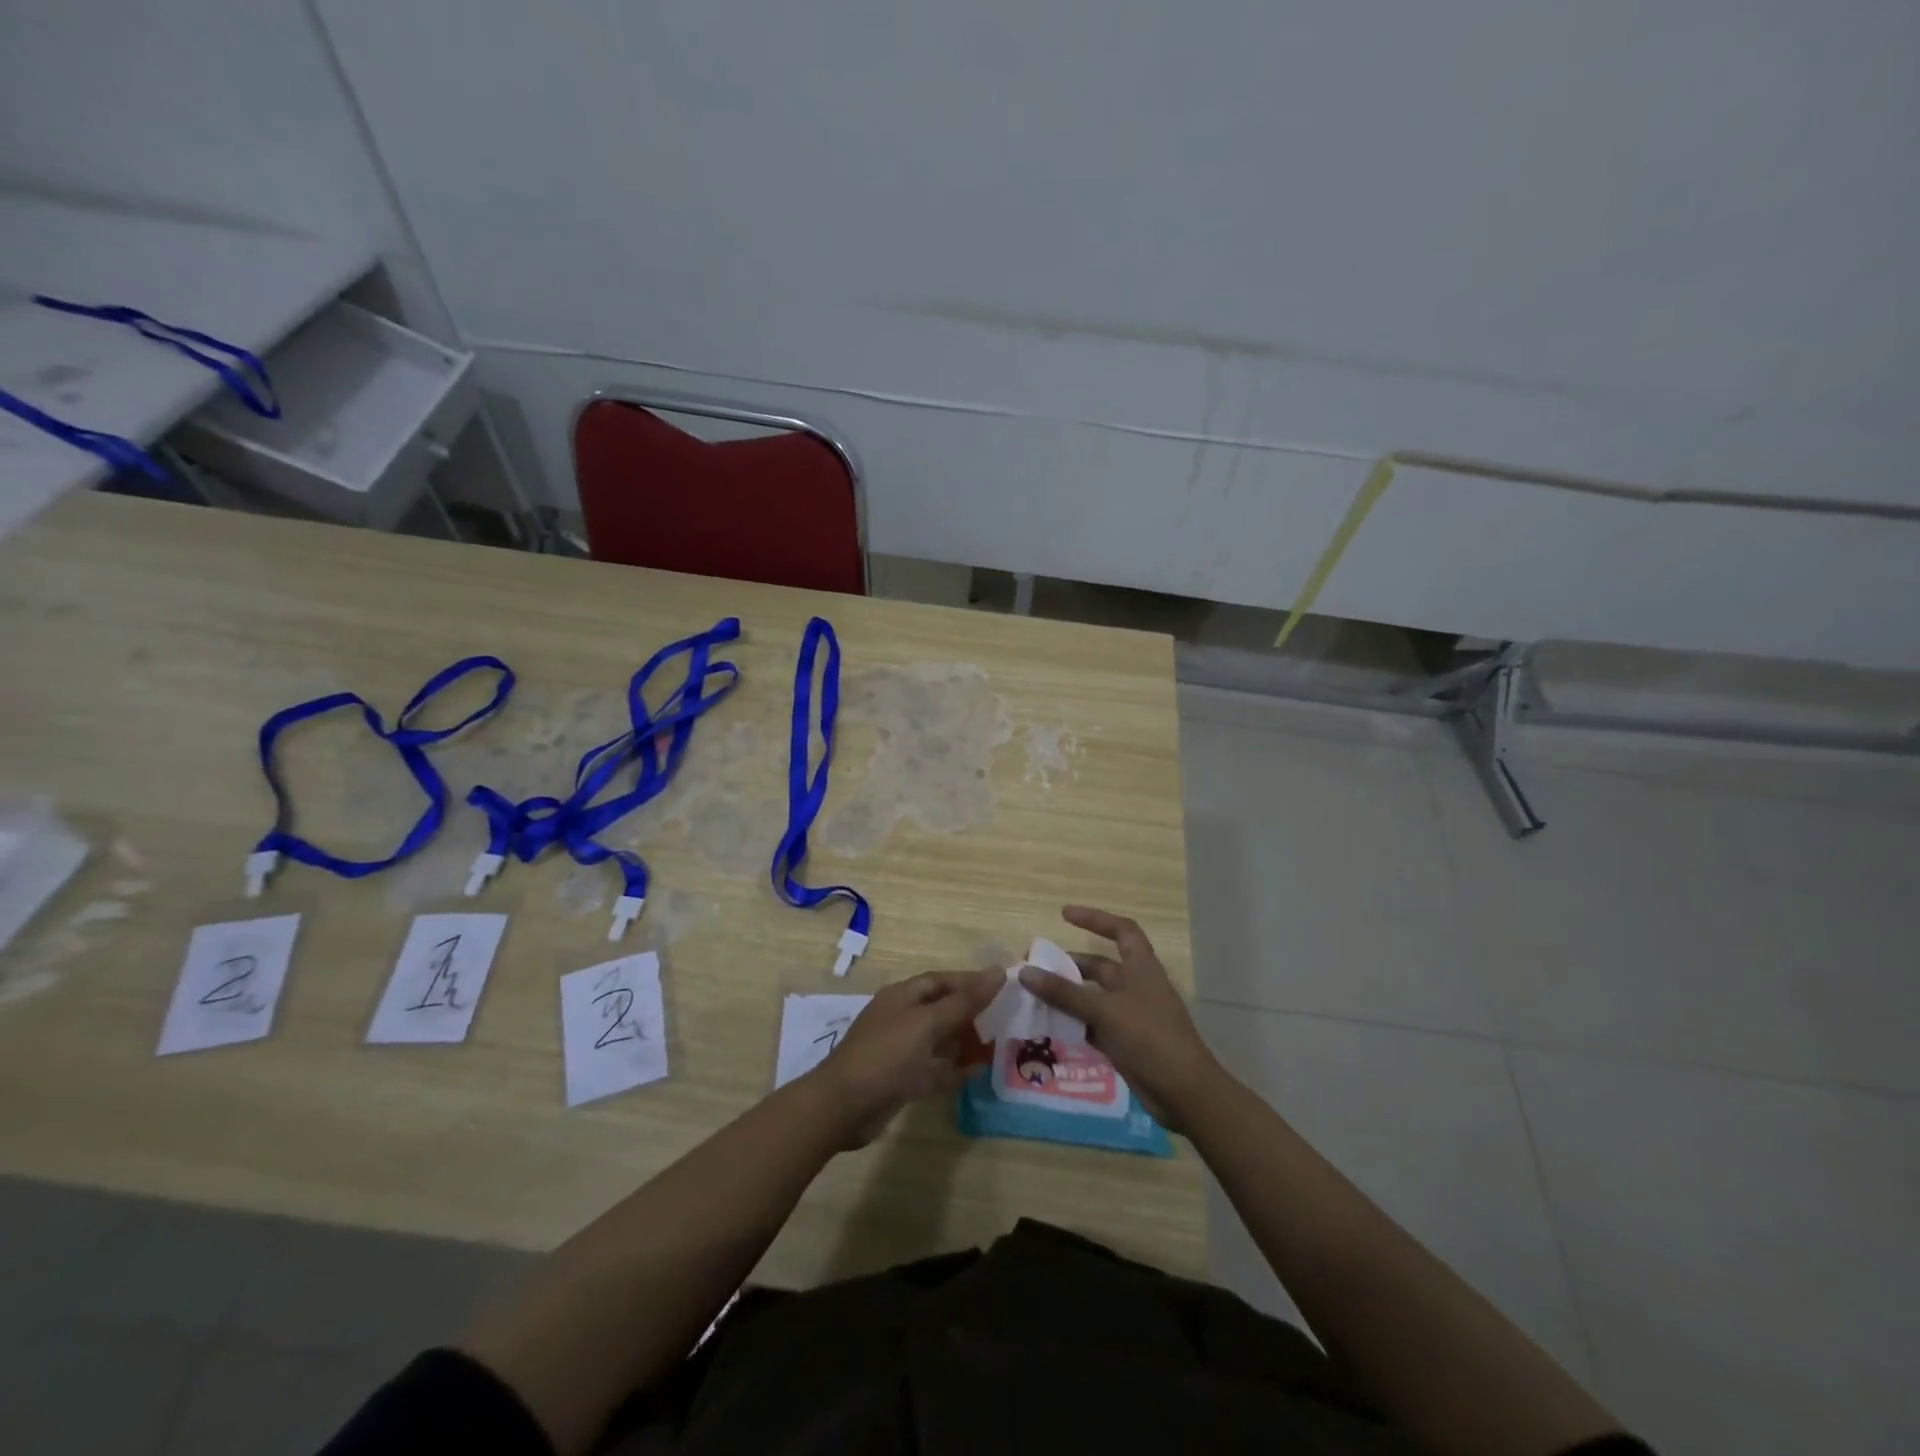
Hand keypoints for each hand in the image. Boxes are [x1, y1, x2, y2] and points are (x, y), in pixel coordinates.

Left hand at [806, 968, 1003, 1146]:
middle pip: (940, 1008)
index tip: (1001, 986)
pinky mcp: (900, 1080)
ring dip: (963, 1041)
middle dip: (969, 1012)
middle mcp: (900, 1018)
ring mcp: (899, 1050)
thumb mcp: (927, 1023)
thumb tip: (999, 972)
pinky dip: (953, 1070)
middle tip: (1004, 1018)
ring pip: (938, 1040)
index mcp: (902, 996)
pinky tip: (977, 1073)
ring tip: (996, 1044)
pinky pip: (933, 1069)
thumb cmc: (885, 1055)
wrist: (843, 1107)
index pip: (940, 980)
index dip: (969, 981)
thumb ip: (964, 1001)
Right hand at [1019, 906, 1222, 1129]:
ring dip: (1068, 996)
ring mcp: (1131, 1016)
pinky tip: (1050, 1026)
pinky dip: (1075, 1023)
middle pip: (1101, 967)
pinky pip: (1094, 1025)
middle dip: (1070, 965)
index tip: (1064, 915)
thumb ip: (1064, 993)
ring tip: (1035, 996)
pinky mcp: (1126, 1042)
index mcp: (1141, 968)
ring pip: (1094, 998)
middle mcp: (1136, 987)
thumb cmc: (1149, 1037)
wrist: (1184, 1092)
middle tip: (1036, 967)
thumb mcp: (1104, 1011)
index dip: (1095, 918)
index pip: (1121, 930)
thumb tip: (1026, 972)